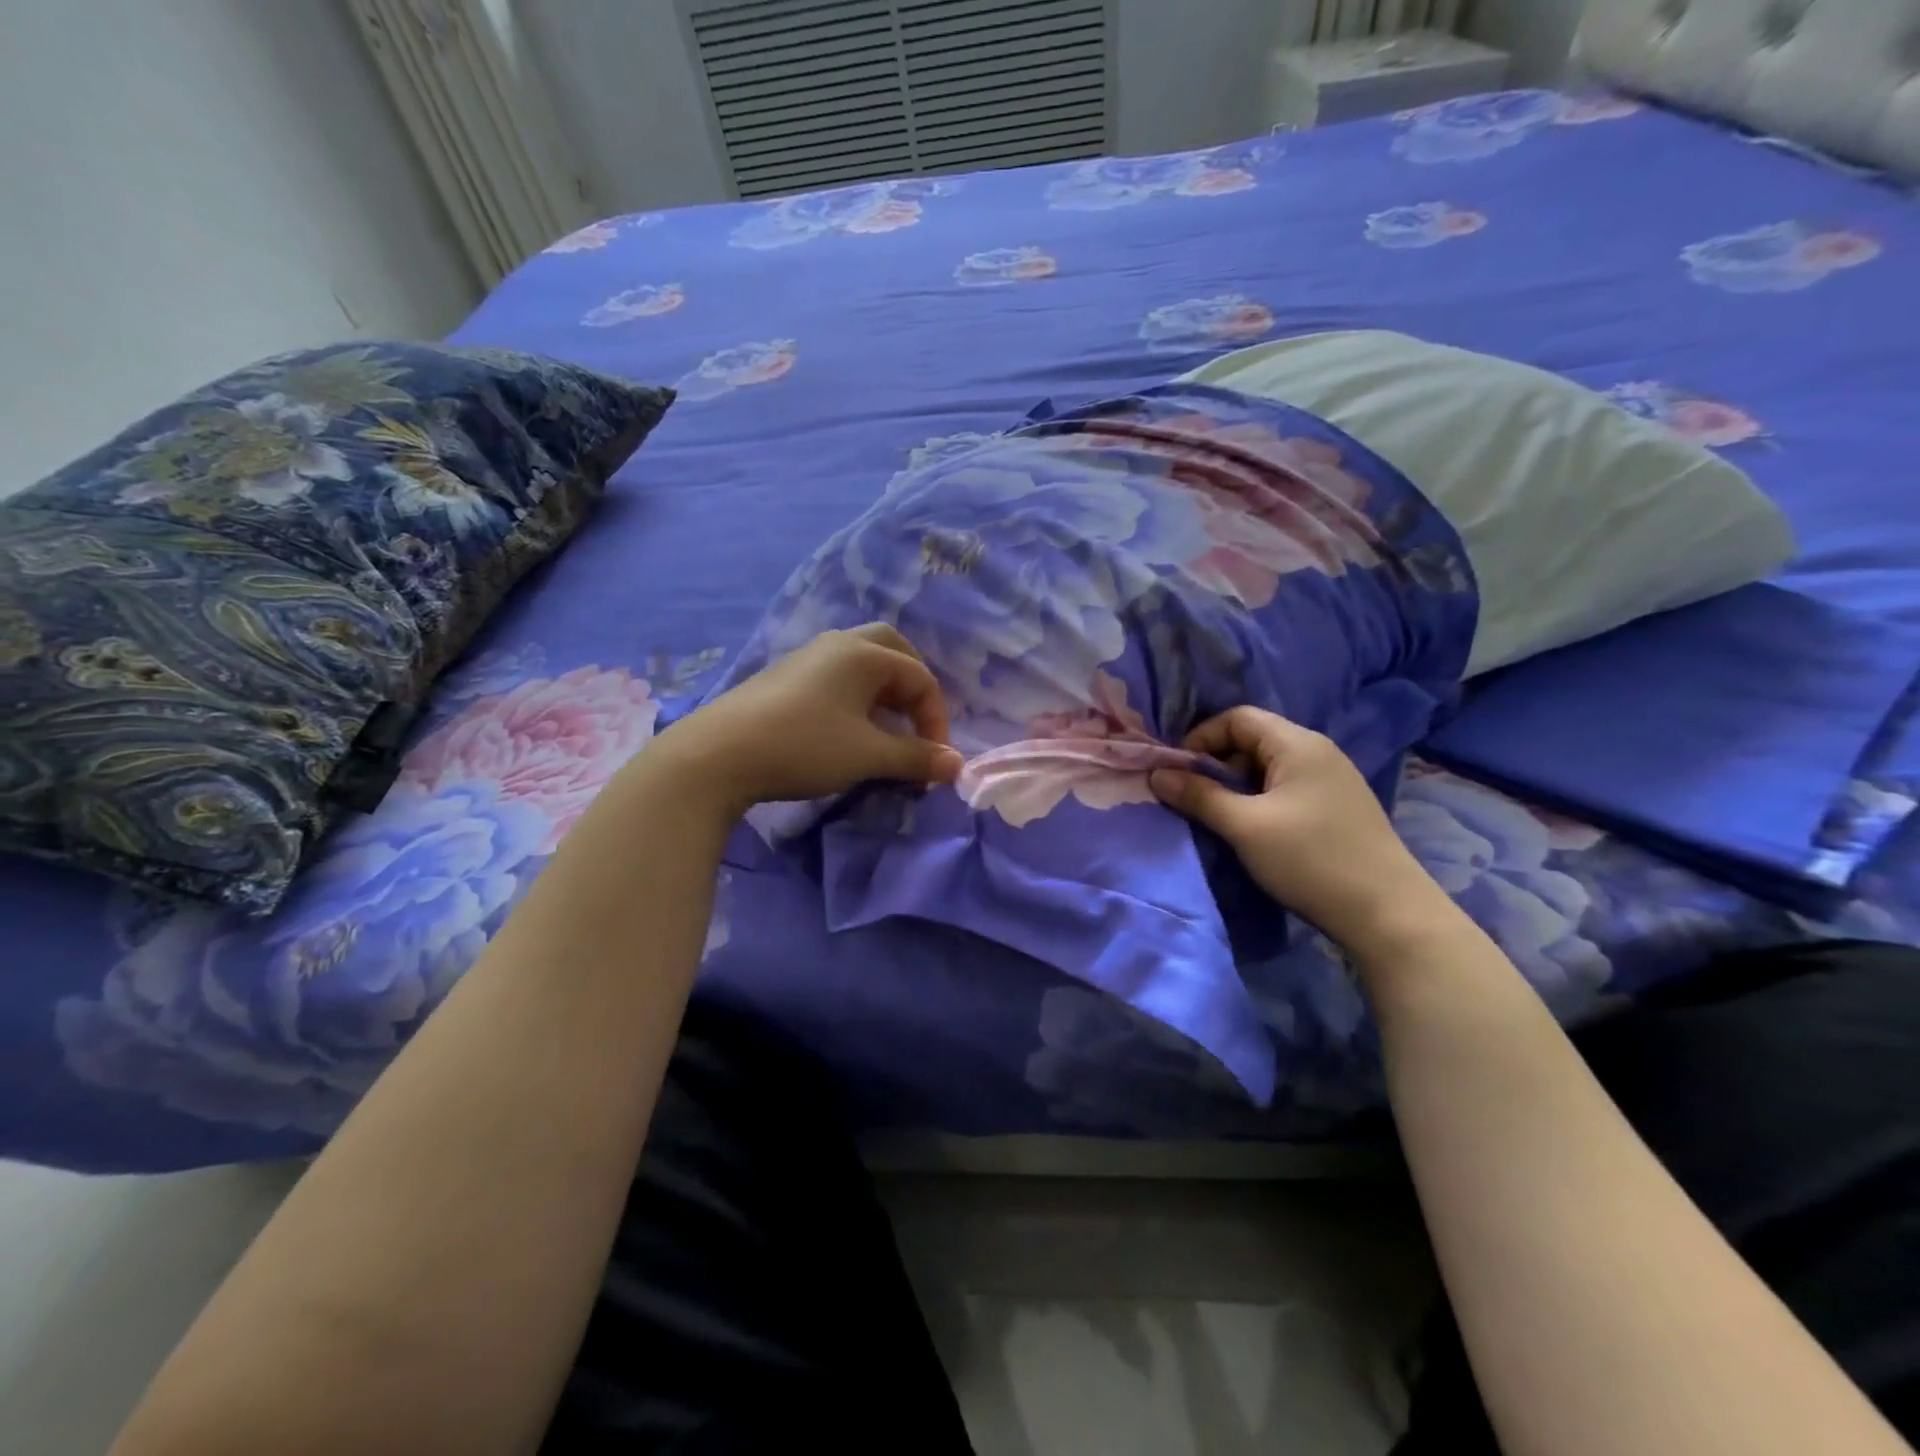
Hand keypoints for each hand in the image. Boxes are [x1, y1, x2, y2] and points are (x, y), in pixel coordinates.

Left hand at [658, 624, 962, 815]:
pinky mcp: (784, 677)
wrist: (718, 754)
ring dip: (884, 691)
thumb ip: (916, 757)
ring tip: (886, 728)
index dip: (936, 718)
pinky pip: (836, 675)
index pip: (919, 677)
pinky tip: (848, 728)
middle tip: (917, 721)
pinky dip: (856, 695)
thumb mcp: (868, 755)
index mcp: (863, 653)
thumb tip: (957, 766)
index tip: (935, 758)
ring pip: (861, 662)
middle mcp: (837, 644)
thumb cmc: (804, 747)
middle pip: (891, 650)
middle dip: (913, 686)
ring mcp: (806, 657)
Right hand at [1149, 707, 1446, 950]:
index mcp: (1297, 744)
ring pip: (1269, 767)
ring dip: (1237, 785)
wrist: (1388, 913)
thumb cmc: (1310, 859)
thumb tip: (1156, 774)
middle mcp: (1317, 751)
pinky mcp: (1338, 806)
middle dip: (1216, 764)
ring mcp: (1332, 779)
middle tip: (1195, 798)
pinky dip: (1260, 800)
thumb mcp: (1244, 826)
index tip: (1179, 773)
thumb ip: (1198, 796)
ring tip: (1220, 817)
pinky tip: (1255, 830)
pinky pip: (1287, 788)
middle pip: (1253, 739)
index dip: (1201, 738)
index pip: (1237, 718)